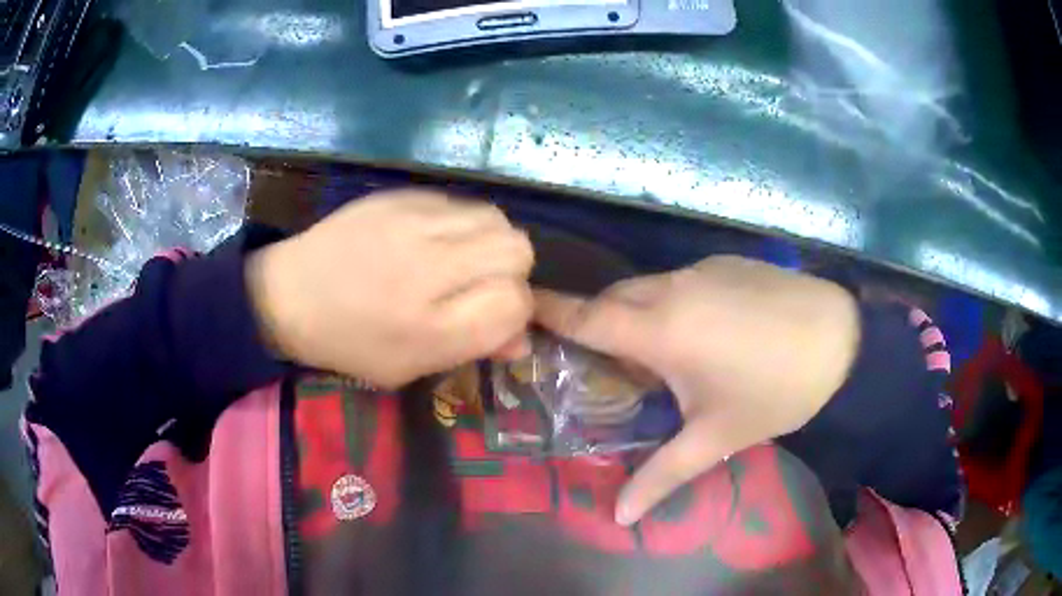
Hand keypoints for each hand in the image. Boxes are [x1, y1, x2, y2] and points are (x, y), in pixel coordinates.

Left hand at [248, 189, 533, 387]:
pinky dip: (463, 223)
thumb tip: (521, 338)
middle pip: (517, 249)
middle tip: (482, 284)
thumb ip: (470, 349)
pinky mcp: (402, 196)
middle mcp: (428, 268)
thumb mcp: (408, 368)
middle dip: (512, 271)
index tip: (497, 316)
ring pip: (495, 218)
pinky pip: (461, 203)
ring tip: (462, 258)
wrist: (290, 293)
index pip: (514, 303)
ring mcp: (415, 222)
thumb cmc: (349, 342)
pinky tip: (435, 237)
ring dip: (491, 241)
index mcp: (429, 327)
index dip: (517, 311)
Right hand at [534, 256, 858, 525]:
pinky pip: (679, 280)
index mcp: (662, 331)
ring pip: (646, 288)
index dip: (548, 310)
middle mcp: (672, 289)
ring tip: (651, 354)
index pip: (586, 316)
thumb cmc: (776, 390)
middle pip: (612, 299)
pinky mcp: (726, 263)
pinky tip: (699, 332)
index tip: (517, 304)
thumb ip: (663, 476)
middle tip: (592, 358)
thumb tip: (620, 519)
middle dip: (591, 320)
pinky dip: (667, 303)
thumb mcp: (717, 437)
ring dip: (634, 314)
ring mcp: (701, 269)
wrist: (843, 338)